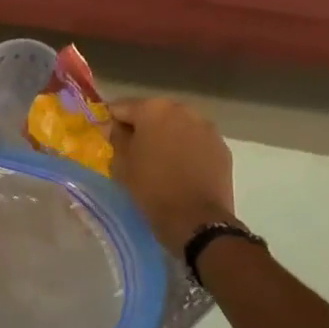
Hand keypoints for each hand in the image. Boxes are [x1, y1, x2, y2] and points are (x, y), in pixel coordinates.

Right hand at [109, 97, 237, 253]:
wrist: (197, 220)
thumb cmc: (151, 188)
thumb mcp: (122, 164)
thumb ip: (116, 137)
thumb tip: (115, 126)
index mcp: (153, 109)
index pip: (122, 107)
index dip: (112, 121)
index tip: (106, 135)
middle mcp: (182, 110)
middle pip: (154, 113)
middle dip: (142, 127)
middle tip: (133, 150)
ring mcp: (206, 128)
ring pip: (178, 126)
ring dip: (167, 136)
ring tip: (159, 160)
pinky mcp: (221, 147)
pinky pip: (196, 141)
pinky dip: (187, 148)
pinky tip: (181, 168)